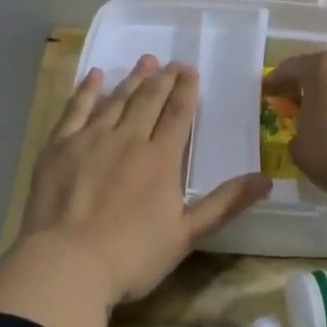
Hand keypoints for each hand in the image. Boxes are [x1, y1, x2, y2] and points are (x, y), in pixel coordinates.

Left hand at [19, 55, 271, 305]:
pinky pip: (76, 109)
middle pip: (148, 100)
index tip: (191, 71)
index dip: (186, 91)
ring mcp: (91, 139)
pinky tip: (95, 76)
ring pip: (116, 100)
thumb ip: (225, 204)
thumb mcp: (186, 235)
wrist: (67, 264)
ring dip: (133, 79)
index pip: (178, 115)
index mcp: (161, 159)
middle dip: (163, 79)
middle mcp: (128, 139)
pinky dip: (87, 90)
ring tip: (145, 62)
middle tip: (172, 63)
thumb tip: (266, 179)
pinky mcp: (59, 146)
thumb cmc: (132, 256)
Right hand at [263, 49, 326, 203]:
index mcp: (320, 66)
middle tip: (296, 100)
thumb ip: (296, 128)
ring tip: (326, 111)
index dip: (275, 82)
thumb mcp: (298, 144)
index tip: (267, 93)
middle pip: (322, 66)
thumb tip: (304, 130)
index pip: (290, 68)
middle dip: (308, 81)